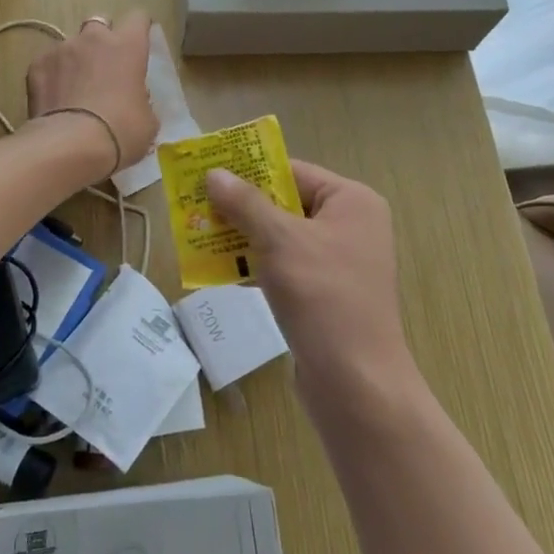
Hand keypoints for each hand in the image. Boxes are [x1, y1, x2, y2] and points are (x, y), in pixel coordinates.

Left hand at [25, 11, 157, 175]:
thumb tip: (134, 99)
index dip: (138, 30)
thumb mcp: (147, 120)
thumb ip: (141, 99)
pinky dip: (52, 76)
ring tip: (74, 89)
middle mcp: (94, 38)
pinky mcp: (36, 65)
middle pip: (99, 22)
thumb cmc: (120, 132)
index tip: (137, 45)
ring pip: (71, 44)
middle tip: (104, 67)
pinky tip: (54, 100)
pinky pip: (47, 63)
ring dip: (75, 60)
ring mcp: (61, 48)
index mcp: (128, 46)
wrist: (71, 145)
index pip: (138, 18)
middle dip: (102, 40)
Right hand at [205, 160, 419, 410]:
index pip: (294, 172)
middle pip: (287, 203)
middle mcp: (351, 225)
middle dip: (243, 207)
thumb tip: (214, 174)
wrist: (356, 382)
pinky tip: (222, 270)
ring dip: (244, 237)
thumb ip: (246, 204)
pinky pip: (287, 266)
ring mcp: (341, 261)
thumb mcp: (280, 241)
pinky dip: (258, 265)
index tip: (209, 172)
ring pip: (283, 237)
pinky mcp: (327, 293)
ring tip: (199, 236)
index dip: (251, 170)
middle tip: (197, 206)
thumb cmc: (323, 297)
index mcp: (352, 201)